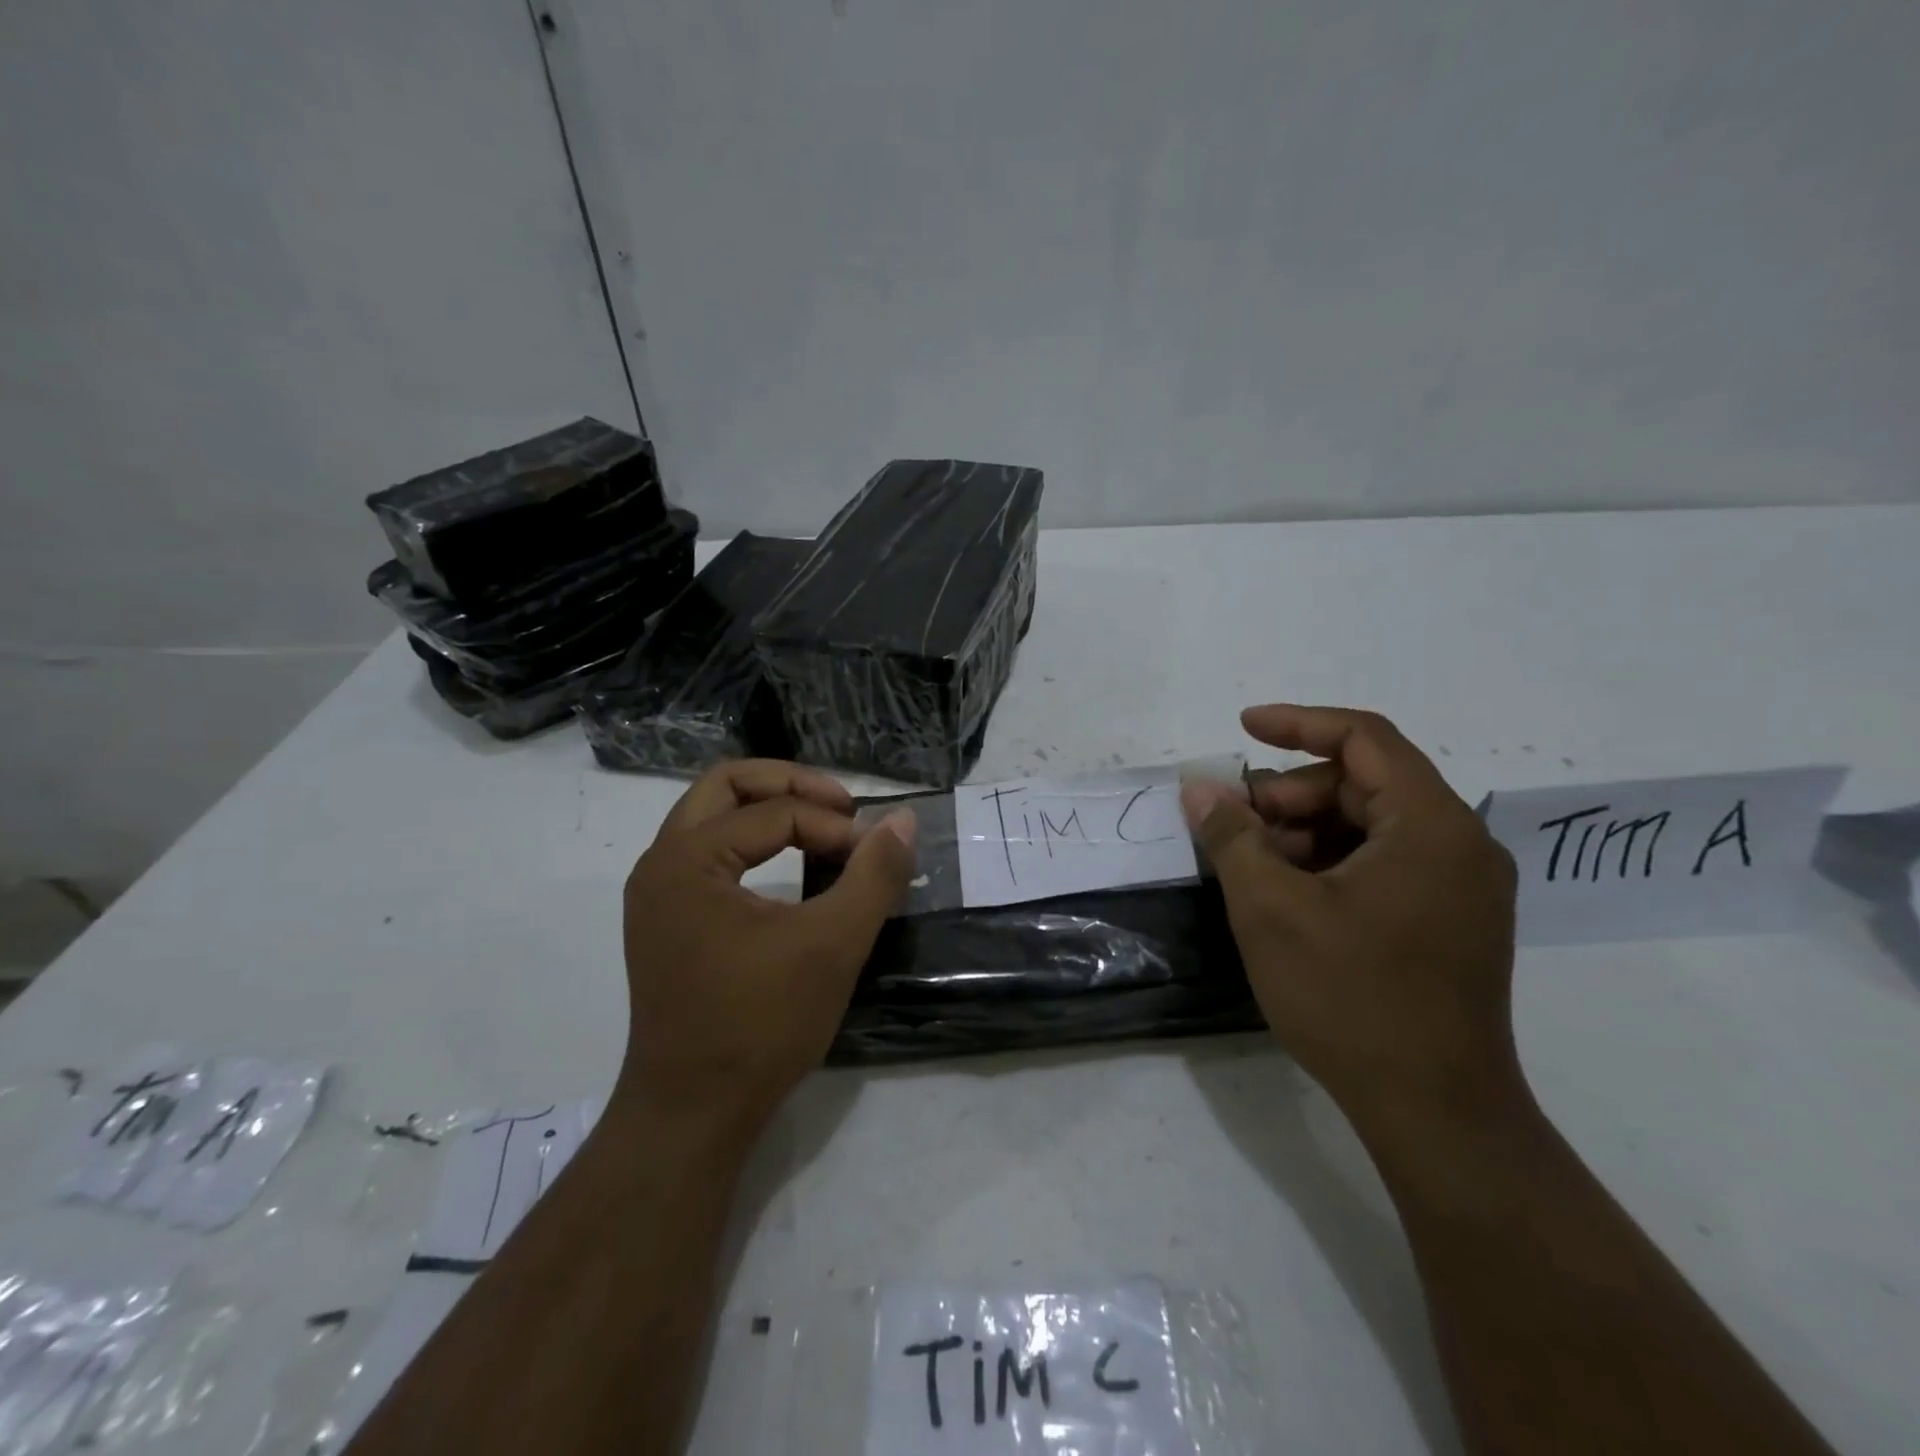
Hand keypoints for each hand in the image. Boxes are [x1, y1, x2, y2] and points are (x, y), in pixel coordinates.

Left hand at [618, 761, 915, 1136]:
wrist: (693, 1114)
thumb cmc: (760, 1024)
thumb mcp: (833, 944)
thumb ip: (874, 875)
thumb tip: (903, 820)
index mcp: (687, 859)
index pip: (775, 813)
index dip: (834, 826)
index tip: (876, 854)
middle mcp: (660, 864)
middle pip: (727, 787)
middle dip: (790, 785)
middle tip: (841, 808)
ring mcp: (657, 894)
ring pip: (712, 817)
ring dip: (769, 810)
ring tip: (821, 828)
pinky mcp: (666, 922)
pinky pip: (708, 853)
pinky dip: (751, 843)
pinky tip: (789, 867)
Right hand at [1182, 706, 1519, 1135]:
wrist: (1436, 1114)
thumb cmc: (1352, 999)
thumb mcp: (1271, 909)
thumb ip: (1232, 837)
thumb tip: (1201, 789)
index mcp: (1431, 826)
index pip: (1364, 739)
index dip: (1297, 724)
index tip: (1242, 729)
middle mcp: (1460, 845)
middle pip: (1364, 785)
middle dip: (1291, 796)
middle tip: (1234, 827)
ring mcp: (1461, 888)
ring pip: (1370, 827)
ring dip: (1306, 833)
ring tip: (1254, 869)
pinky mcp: (1452, 923)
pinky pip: (1384, 864)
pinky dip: (1331, 864)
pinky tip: (1288, 897)